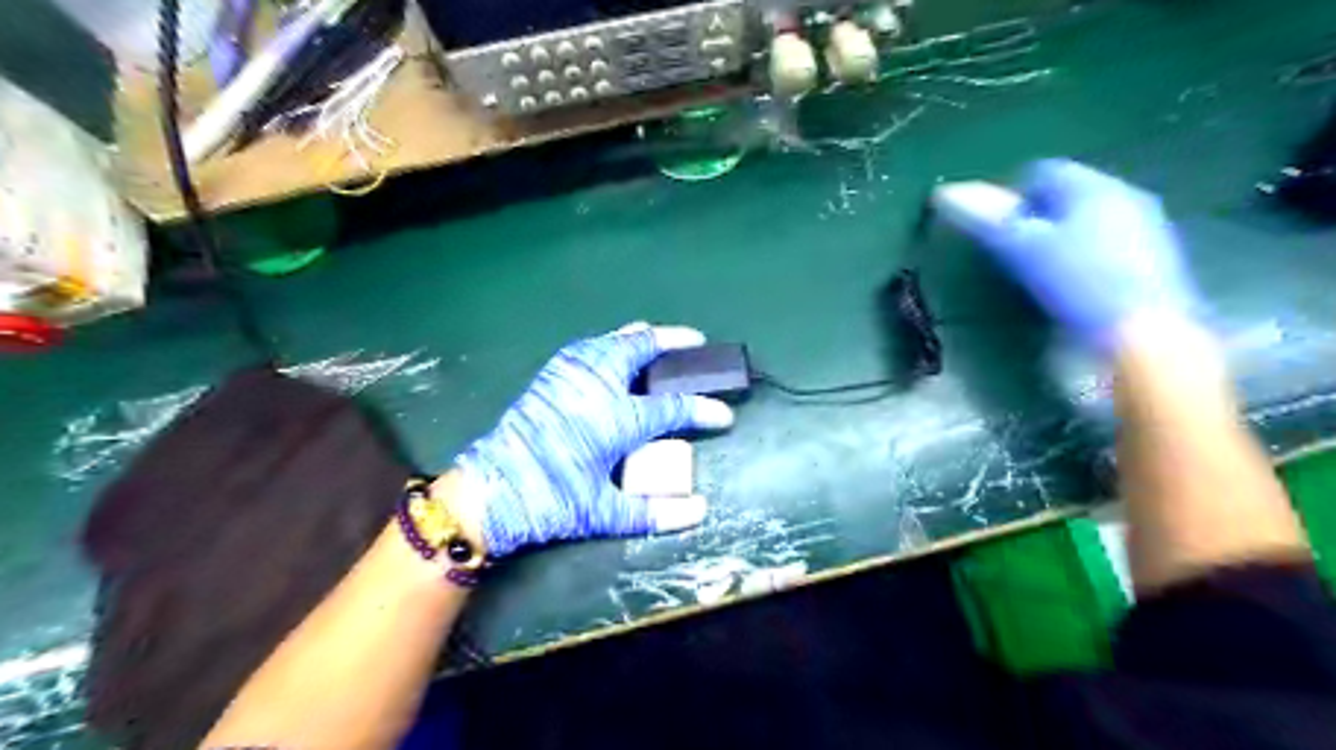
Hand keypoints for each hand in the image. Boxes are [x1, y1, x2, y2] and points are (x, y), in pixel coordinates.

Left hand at [457, 321, 729, 557]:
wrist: (491, 490)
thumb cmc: (550, 500)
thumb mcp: (604, 513)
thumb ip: (655, 512)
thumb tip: (700, 511)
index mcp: (617, 419)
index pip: (673, 408)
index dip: (704, 410)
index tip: (724, 415)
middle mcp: (598, 386)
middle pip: (642, 349)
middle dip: (675, 341)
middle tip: (696, 341)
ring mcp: (571, 374)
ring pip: (613, 340)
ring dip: (641, 337)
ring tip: (658, 339)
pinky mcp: (551, 375)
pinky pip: (589, 346)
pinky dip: (610, 342)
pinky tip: (614, 350)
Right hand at [960, 159, 1200, 351]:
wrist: (1144, 335)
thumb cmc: (1078, 283)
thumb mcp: (1022, 249)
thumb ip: (987, 219)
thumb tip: (944, 192)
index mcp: (1093, 186)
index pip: (1041, 172)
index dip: (1010, 197)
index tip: (991, 229)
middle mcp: (1125, 196)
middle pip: (1067, 196)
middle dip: (1035, 218)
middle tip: (1010, 252)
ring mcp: (1146, 228)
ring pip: (1088, 221)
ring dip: (1059, 238)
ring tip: (1036, 272)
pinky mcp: (1155, 261)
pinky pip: (1106, 245)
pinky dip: (1083, 258)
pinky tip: (1072, 288)